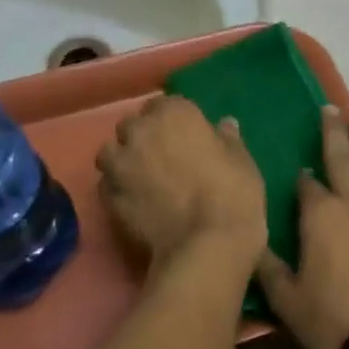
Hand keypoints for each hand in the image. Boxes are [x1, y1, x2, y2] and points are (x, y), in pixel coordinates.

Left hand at [97, 97, 267, 266]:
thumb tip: (224, 125)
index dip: (177, 120)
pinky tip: (135, 200)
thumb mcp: (241, 161)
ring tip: (142, 177)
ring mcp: (119, 163)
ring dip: (124, 158)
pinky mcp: (108, 196)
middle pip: (135, 125)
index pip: (168, 104)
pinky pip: (107, 183)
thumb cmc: (233, 194)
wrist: (206, 245)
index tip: (188, 137)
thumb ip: (227, 139)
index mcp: (175, 113)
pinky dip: (117, 187)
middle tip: (165, 157)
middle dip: (146, 136)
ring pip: (112, 151)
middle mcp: (140, 131)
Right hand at [257, 106, 348, 348]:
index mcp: (320, 215)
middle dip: (334, 131)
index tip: (300, 174)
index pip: (306, 185)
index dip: (302, 179)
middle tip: (331, 108)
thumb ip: (267, 263)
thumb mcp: (284, 298)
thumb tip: (251, 236)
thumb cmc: (330, 321)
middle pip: (342, 158)